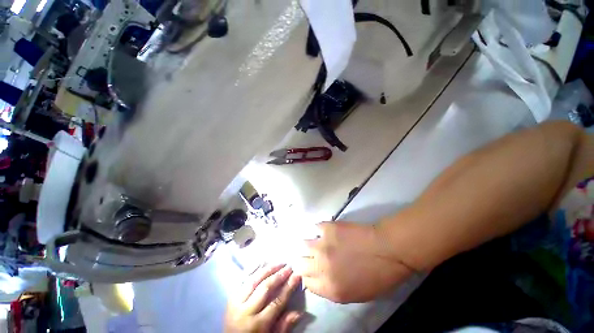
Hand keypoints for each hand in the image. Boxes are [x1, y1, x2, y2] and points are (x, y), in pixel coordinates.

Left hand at [225, 264, 301, 332]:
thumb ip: (284, 326)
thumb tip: (299, 312)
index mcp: (257, 325)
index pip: (276, 302)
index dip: (288, 288)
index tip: (296, 275)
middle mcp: (245, 311)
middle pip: (264, 288)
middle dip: (278, 276)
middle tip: (289, 267)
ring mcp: (236, 302)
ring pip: (253, 280)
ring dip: (268, 269)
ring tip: (279, 263)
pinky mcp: (231, 296)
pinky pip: (243, 279)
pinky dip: (253, 269)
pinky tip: (263, 262)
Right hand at [294, 222, 413, 302]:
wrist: (385, 249)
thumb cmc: (376, 275)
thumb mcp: (354, 294)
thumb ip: (332, 288)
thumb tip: (319, 279)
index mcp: (329, 288)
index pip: (306, 283)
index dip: (308, 276)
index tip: (312, 271)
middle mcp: (320, 267)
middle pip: (300, 264)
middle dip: (304, 261)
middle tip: (311, 257)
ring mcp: (322, 245)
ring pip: (302, 245)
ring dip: (308, 245)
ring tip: (316, 243)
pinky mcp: (327, 228)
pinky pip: (315, 228)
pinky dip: (319, 230)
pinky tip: (326, 232)